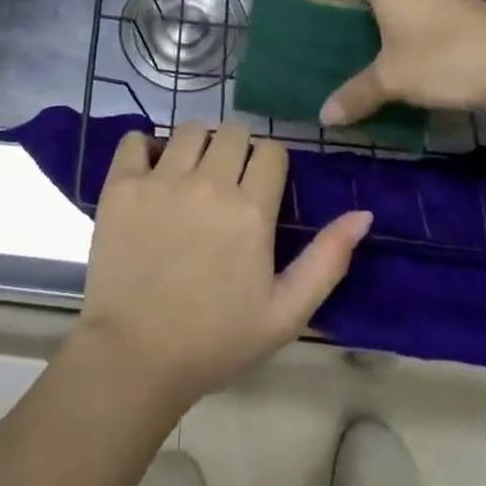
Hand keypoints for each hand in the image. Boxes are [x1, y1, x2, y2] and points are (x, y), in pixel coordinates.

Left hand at [76, 122, 371, 409]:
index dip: (269, 166)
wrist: (136, 357)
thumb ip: (327, 260)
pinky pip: (135, 139)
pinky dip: (144, 147)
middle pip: (233, 131)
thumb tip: (363, 214)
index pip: (271, 151)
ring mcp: (161, 180)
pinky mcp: (122, 184)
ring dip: (196, 145)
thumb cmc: (216, 340)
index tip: (259, 188)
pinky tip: (149, 172)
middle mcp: (209, 183)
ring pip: (190, 128)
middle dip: (236, 150)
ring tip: (189, 177)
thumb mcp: (286, 313)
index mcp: (251, 210)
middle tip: (225, 183)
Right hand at [318, 0, 485, 124]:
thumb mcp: (392, 81)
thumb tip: (324, 117)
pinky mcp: (465, 8)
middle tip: (344, 20)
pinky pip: (424, 1)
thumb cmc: (443, 59)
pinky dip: (410, 15)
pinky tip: (415, 48)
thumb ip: (356, 96)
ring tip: (376, 36)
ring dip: (386, 3)